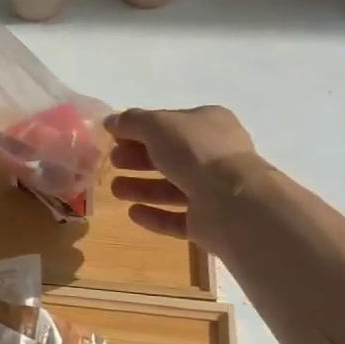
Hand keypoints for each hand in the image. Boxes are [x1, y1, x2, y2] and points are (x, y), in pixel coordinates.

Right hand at [105, 106, 272, 253]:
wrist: (233, 203)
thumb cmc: (196, 152)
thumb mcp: (157, 125)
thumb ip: (131, 121)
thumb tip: (111, 121)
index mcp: (209, 124)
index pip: (169, 124)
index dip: (140, 129)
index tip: (114, 137)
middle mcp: (215, 155)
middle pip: (169, 156)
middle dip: (138, 158)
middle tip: (113, 162)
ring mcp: (215, 190)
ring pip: (172, 187)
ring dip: (142, 187)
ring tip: (115, 190)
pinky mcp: (210, 222)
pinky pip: (177, 218)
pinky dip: (155, 215)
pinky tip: (132, 213)